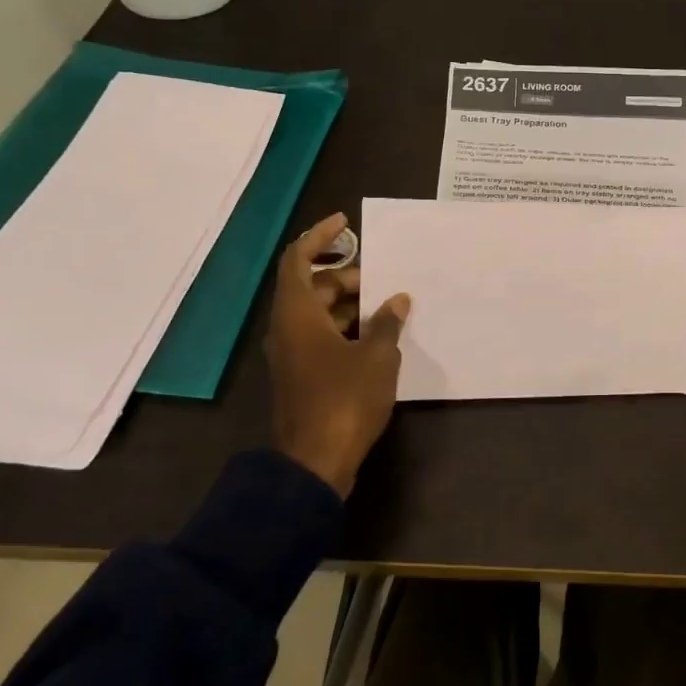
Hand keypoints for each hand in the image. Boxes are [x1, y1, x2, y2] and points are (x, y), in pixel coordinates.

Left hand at [265, 213, 410, 496]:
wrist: (315, 462)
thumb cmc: (344, 400)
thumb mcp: (376, 356)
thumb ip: (387, 322)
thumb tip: (397, 299)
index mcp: (298, 314)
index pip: (298, 259)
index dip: (319, 237)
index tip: (346, 223)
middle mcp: (288, 328)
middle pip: (313, 287)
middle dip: (348, 277)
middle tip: (385, 279)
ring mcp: (293, 354)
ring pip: (320, 314)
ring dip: (351, 305)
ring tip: (390, 306)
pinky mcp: (303, 376)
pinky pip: (323, 337)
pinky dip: (348, 328)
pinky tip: (380, 337)